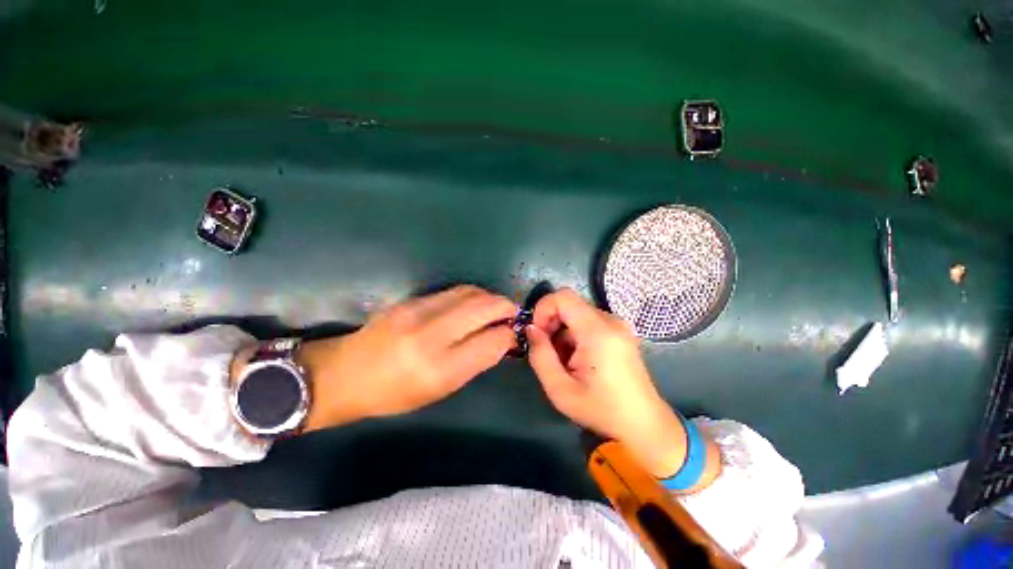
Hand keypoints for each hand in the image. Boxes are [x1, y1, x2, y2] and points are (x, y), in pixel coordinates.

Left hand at [297, 286, 517, 430]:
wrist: (346, 373)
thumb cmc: (394, 393)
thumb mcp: (440, 390)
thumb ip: (474, 363)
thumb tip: (500, 340)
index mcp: (439, 368)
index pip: (492, 341)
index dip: (509, 335)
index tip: (514, 335)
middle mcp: (431, 334)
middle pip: (484, 307)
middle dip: (506, 307)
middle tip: (513, 314)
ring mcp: (418, 311)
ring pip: (470, 292)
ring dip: (490, 297)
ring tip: (495, 307)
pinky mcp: (411, 299)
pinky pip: (453, 290)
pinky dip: (472, 295)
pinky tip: (473, 304)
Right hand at [526, 289, 694, 478]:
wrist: (644, 425)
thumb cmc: (601, 410)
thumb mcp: (560, 389)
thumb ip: (540, 355)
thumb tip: (531, 329)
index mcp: (598, 331)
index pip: (563, 297)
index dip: (543, 309)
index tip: (537, 334)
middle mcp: (611, 321)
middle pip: (570, 304)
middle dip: (551, 322)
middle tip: (547, 351)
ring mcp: (618, 325)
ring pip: (577, 313)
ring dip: (563, 331)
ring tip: (564, 360)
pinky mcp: (620, 332)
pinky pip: (589, 322)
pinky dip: (575, 334)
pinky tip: (578, 359)